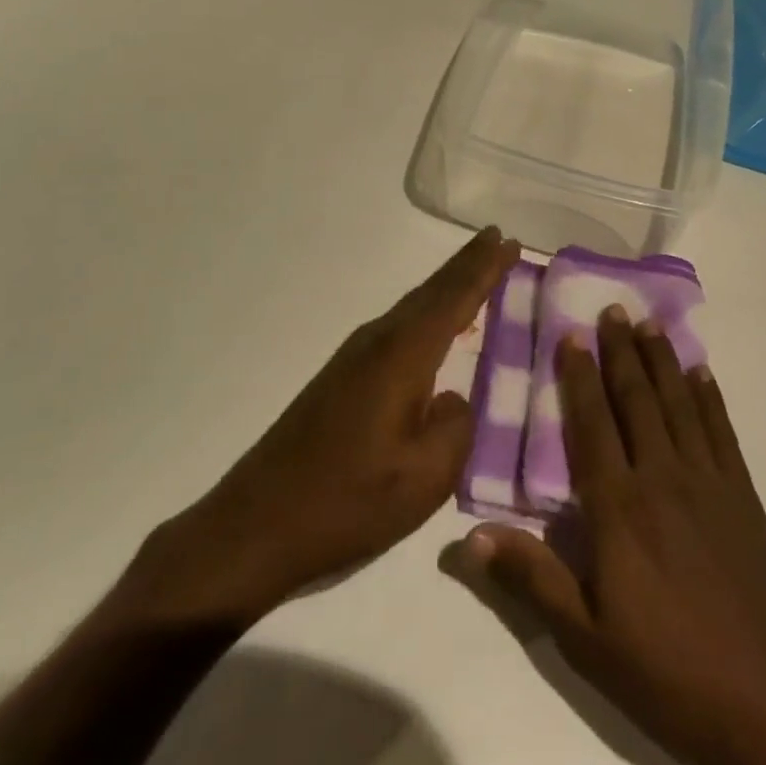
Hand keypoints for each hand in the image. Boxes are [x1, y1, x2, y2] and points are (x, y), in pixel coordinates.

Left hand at [111, 227, 520, 630]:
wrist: (256, 526)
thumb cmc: (347, 502)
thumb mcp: (424, 478)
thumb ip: (456, 428)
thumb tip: (453, 400)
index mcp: (402, 356)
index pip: (454, 298)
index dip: (484, 268)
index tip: (509, 239)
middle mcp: (378, 341)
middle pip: (431, 291)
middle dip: (467, 264)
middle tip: (498, 239)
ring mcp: (355, 357)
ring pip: (413, 306)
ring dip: (446, 285)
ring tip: (476, 271)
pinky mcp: (342, 377)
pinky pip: (398, 327)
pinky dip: (426, 313)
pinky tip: (435, 328)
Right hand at [457, 307, 765, 764]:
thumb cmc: (670, 673)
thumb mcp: (587, 640)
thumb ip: (531, 580)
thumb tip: (466, 539)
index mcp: (619, 508)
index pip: (592, 425)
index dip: (579, 377)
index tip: (571, 335)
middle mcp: (662, 477)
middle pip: (637, 400)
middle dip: (620, 352)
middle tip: (611, 309)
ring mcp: (708, 481)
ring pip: (678, 404)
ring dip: (661, 360)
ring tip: (647, 324)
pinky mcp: (743, 495)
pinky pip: (721, 430)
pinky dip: (709, 397)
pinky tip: (701, 373)